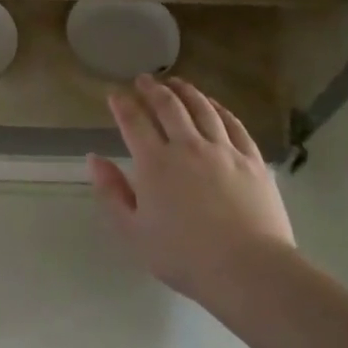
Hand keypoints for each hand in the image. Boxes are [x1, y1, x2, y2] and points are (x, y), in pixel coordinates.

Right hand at [88, 76, 295, 299]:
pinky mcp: (252, 160)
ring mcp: (224, 150)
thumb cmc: (183, 256)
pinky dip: (219, 109)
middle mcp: (188, 147)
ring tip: (176, 82)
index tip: (115, 94)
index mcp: (155, 163)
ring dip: (186, 92)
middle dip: (153, 89)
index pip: (134, 122)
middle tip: (144, 79)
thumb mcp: (133, 232)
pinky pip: (233, 124)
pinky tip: (214, 105)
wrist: (247, 268)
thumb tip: (95, 159)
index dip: (122, 105)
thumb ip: (111, 192)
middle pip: (169, 107)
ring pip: (202, 109)